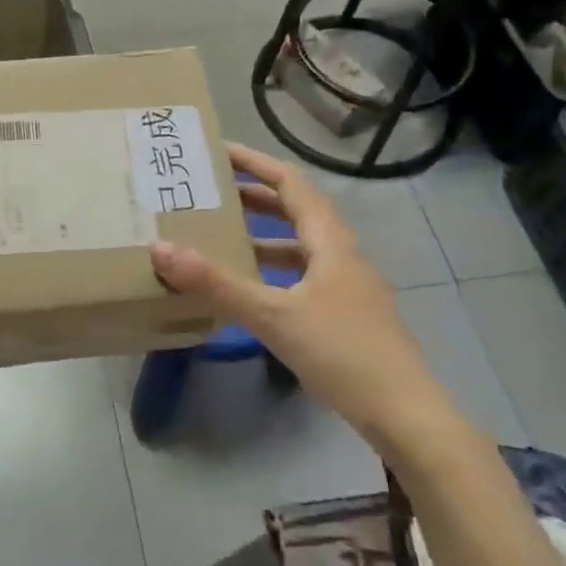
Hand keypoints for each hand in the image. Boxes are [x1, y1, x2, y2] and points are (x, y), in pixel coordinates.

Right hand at [149, 142, 459, 453]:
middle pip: (296, 211)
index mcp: (330, 243)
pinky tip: (250, 290)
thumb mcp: (273, 316)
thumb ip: (216, 284)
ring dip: (262, 235)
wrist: (405, 414)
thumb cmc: (342, 353)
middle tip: (211, 193)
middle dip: (255, 197)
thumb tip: (160, 248)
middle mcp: (341, 255)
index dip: (256, 163)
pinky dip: (272, 271)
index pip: (291, 184)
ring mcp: (347, 286)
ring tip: (221, 236)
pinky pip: (301, 276)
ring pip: (299, 246)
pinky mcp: (345, 314)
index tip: (219, 152)